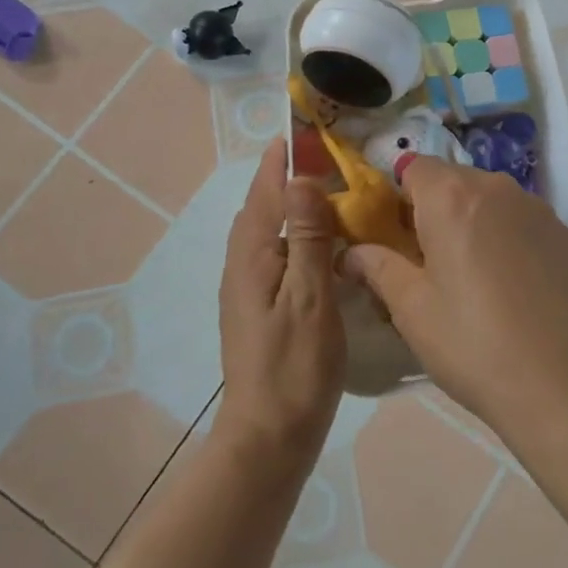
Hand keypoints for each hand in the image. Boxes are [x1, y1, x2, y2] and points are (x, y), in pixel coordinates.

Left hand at [215, 140, 345, 460]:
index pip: (266, 191)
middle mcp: (242, 264)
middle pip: (261, 205)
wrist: (268, 437)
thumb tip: (301, 178)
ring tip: (324, 189)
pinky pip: (274, 251)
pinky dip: (293, 232)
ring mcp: (246, 287)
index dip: (282, 159)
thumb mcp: (310, 297)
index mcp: (253, 256)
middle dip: (284, 175)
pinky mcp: (257, 306)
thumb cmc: (295, 366)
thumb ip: (307, 237)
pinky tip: (319, 242)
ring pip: (266, 229)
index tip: (303, 130)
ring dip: (288, 203)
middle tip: (324, 156)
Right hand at [342, 158, 567, 436]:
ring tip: (474, 275)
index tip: (397, 236)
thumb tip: (350, 252)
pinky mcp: (564, 233)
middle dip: (436, 209)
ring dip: (474, 221)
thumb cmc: (471, 343)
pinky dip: (509, 237)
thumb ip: (377, 267)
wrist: (558, 382)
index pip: (413, 167)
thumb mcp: (410, 309)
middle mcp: (496, 188)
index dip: (399, 197)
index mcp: (451, 197)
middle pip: (453, 180)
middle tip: (430, 262)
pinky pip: (522, 220)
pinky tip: (512, 284)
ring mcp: (536, 208)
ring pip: (490, 199)